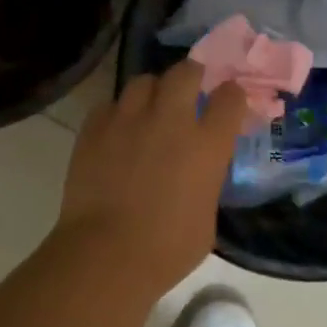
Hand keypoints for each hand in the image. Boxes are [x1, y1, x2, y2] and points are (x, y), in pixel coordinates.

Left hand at [53, 59, 248, 293]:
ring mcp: (128, 119)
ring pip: (144, 81)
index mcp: (207, 144)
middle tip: (190, 89)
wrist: (106, 254)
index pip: (230, 97)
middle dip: (192, 75)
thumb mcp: (206, 218)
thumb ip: (206, 183)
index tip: (229, 101)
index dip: (232, 95)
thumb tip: (199, 174)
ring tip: (150, 108)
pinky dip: (118, 113)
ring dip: (153, 91)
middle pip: (186, 72)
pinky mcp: (94, 128)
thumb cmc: (167, 249)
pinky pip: (110, 105)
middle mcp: (170, 120)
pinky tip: (118, 131)